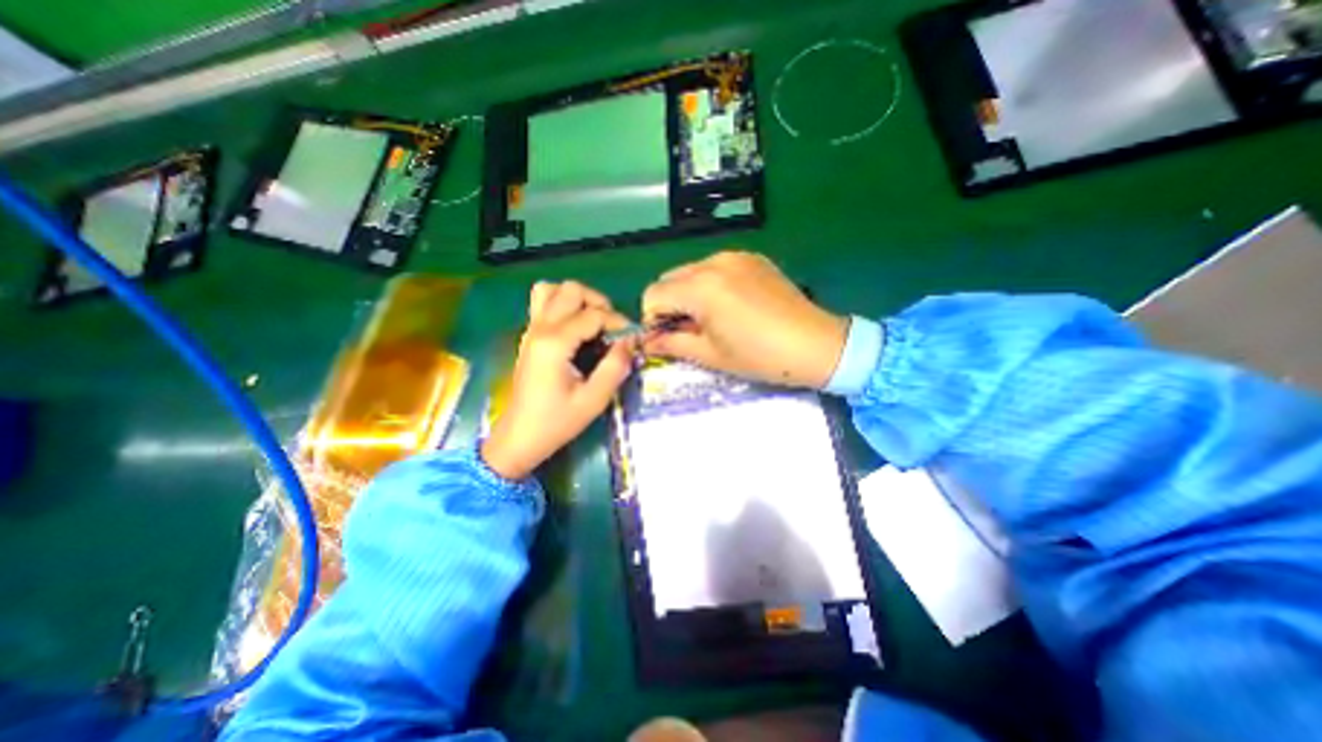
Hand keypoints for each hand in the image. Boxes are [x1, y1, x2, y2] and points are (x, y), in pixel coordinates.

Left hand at [484, 277, 636, 481]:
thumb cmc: (557, 422)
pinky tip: (575, 327)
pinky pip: (543, 302)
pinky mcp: (529, 336)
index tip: (632, 339)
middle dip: (598, 303)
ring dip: (577, 299)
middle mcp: (540, 328)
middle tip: (611, 328)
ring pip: (552, 289)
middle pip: (572, 290)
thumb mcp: (594, 400)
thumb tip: (630, 342)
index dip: (618, 322)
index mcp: (555, 343)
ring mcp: (531, 330)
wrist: (520, 436)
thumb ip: (615, 367)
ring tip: (592, 321)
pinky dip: (562, 304)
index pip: (594, 314)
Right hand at [640, 248, 845, 388]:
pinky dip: (710, 285)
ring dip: (689, 294)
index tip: (667, 338)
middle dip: (669, 305)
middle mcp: (713, 262)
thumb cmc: (759, 357)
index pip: (653, 294)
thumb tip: (648, 342)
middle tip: (689, 330)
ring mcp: (735, 256)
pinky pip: (715, 267)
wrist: (816, 344)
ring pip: (691, 271)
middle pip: (669, 279)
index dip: (653, 320)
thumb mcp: (711, 355)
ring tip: (711, 319)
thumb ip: (672, 343)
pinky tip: (732, 306)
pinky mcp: (752, 258)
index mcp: (700, 287)